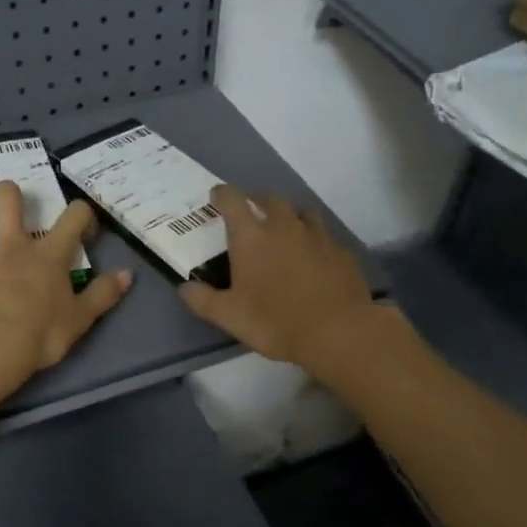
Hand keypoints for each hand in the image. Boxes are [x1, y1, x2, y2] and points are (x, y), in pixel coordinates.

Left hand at [0, 180, 132, 412]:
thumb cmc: (40, 333)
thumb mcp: (80, 319)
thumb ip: (103, 294)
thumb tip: (128, 274)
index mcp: (49, 254)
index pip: (73, 216)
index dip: (82, 213)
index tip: (84, 225)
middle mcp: (12, 247)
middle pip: (7, 200)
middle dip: (9, 194)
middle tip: (11, 206)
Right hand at [179, 185, 374, 371]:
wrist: (338, 332)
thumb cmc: (275, 321)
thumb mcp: (229, 316)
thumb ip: (203, 300)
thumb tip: (185, 288)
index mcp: (252, 237)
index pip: (232, 200)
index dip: (222, 195)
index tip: (216, 196)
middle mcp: (284, 227)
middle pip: (270, 199)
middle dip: (257, 200)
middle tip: (251, 212)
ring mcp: (318, 237)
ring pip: (302, 212)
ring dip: (290, 215)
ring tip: (285, 229)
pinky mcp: (342, 252)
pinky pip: (324, 237)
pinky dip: (314, 241)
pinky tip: (314, 258)